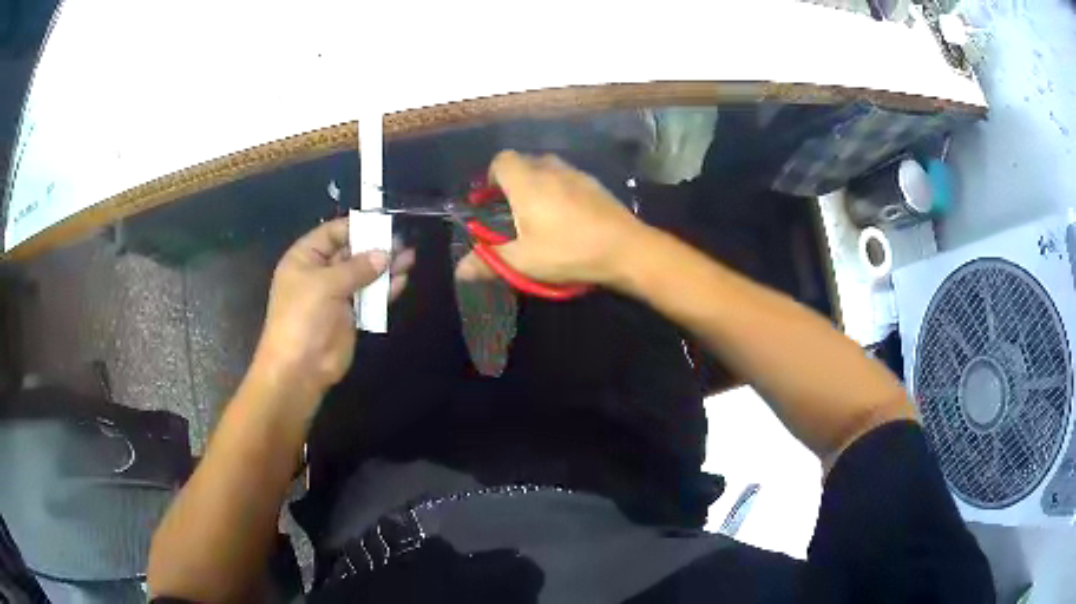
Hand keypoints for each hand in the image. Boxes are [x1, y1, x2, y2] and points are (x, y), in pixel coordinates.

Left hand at [252, 218, 414, 396]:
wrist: (300, 368)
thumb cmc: (303, 317)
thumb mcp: (326, 284)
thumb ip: (357, 267)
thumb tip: (385, 254)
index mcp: (305, 259)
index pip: (332, 232)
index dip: (356, 226)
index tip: (384, 222)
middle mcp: (320, 273)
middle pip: (351, 252)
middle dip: (376, 246)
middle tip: (403, 241)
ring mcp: (335, 295)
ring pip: (363, 275)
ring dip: (385, 267)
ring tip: (410, 258)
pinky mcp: (350, 316)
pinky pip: (369, 297)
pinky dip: (385, 290)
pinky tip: (402, 281)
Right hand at [455, 151, 644, 288]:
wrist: (627, 249)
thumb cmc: (570, 251)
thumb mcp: (525, 262)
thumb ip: (490, 262)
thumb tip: (459, 271)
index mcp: (527, 182)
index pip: (501, 160)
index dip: (491, 176)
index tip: (491, 201)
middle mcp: (551, 169)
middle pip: (524, 162)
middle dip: (513, 182)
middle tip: (513, 212)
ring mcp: (577, 174)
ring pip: (548, 168)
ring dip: (538, 184)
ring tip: (540, 215)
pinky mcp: (595, 184)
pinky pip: (568, 178)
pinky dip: (560, 189)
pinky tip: (568, 217)